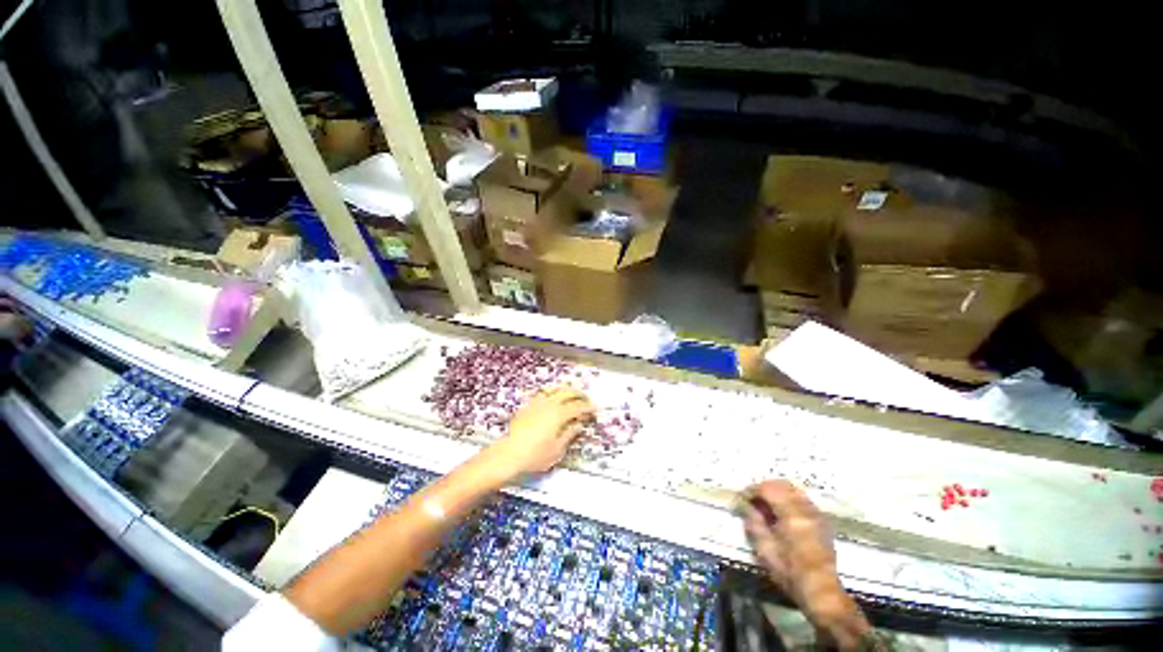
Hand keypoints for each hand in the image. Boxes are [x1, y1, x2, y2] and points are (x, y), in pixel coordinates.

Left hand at [487, 387, 594, 478]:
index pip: (578, 407)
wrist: (509, 453)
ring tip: (571, 393)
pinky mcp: (527, 406)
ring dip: (565, 390)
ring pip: (554, 389)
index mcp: (559, 414)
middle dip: (579, 394)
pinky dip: (551, 393)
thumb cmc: (535, 455)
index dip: (588, 407)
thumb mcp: (557, 449)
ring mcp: (536, 403)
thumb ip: (570, 434)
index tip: (595, 408)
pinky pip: (542, 394)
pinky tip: (551, 396)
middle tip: (586, 398)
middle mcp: (549, 404)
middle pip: (567, 392)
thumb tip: (579, 424)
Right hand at [742, 480, 870, 646]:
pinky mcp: (822, 520)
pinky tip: (782, 512)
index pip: (768, 489)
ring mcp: (816, 513)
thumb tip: (747, 506)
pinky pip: (802, 499)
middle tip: (753, 499)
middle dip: (765, 488)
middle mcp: (806, 509)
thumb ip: (754, 523)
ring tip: (767, 505)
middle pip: (782, 484)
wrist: (821, 590)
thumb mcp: (765, 549)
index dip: (752, 490)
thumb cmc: (790, 572)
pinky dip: (789, 499)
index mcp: (791, 515)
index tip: (742, 498)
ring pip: (794, 489)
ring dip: (778, 492)